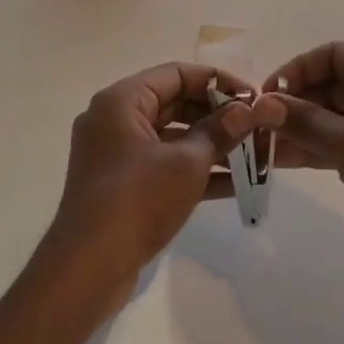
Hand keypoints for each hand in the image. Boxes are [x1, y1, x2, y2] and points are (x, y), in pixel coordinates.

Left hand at [42, 62, 285, 312]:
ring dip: (211, 144)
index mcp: (122, 101)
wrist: (87, 269)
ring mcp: (116, 154)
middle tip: (255, 127)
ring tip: (254, 154)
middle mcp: (114, 119)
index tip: (251, 96)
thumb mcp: (187, 163)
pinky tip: (235, 183)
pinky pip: (164, 164)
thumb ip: (219, 132)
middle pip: (174, 103)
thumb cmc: (137, 200)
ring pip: (172, 137)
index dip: (217, 81)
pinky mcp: (122, 185)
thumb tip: (247, 111)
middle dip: (217, 115)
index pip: (176, 74)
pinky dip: (195, 170)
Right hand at [264, 42, 343, 289]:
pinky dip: (316, 148)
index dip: (298, 70)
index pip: (335, 55)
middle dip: (294, 104)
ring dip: (300, 129)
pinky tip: (284, 162)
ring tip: (262, 149)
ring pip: (333, 116)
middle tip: (258, 127)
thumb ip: (306, 122)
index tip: (267, 97)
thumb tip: (264, 105)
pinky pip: (342, 141)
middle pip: (331, 85)